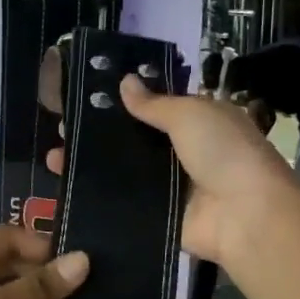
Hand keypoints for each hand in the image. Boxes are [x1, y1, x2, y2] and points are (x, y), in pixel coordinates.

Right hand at [46, 74, 299, 269]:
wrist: (245, 216)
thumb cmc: (223, 152)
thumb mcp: (190, 114)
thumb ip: (153, 103)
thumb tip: (124, 81)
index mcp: (198, 122)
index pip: (155, 108)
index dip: (121, 104)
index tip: (84, 100)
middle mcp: (184, 152)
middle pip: (135, 141)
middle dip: (100, 135)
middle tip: (59, 129)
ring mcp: (170, 187)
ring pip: (125, 171)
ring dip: (93, 165)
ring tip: (54, 157)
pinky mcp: (160, 216)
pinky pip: (126, 202)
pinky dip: (101, 195)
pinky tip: (67, 188)